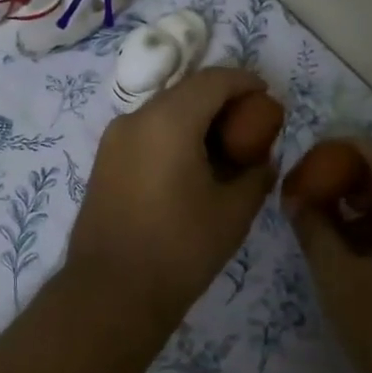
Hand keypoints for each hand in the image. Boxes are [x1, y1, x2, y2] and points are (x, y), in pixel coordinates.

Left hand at [65, 68, 283, 328]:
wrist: (111, 292)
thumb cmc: (179, 249)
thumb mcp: (233, 212)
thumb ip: (256, 174)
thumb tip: (263, 158)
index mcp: (168, 120)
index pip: (214, 80)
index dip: (245, 82)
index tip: (268, 97)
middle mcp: (135, 118)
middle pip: (186, 91)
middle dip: (221, 100)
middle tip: (250, 125)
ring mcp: (114, 139)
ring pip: (163, 111)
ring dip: (195, 118)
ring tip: (223, 149)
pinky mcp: (104, 162)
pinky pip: (146, 132)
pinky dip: (173, 135)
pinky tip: (190, 166)